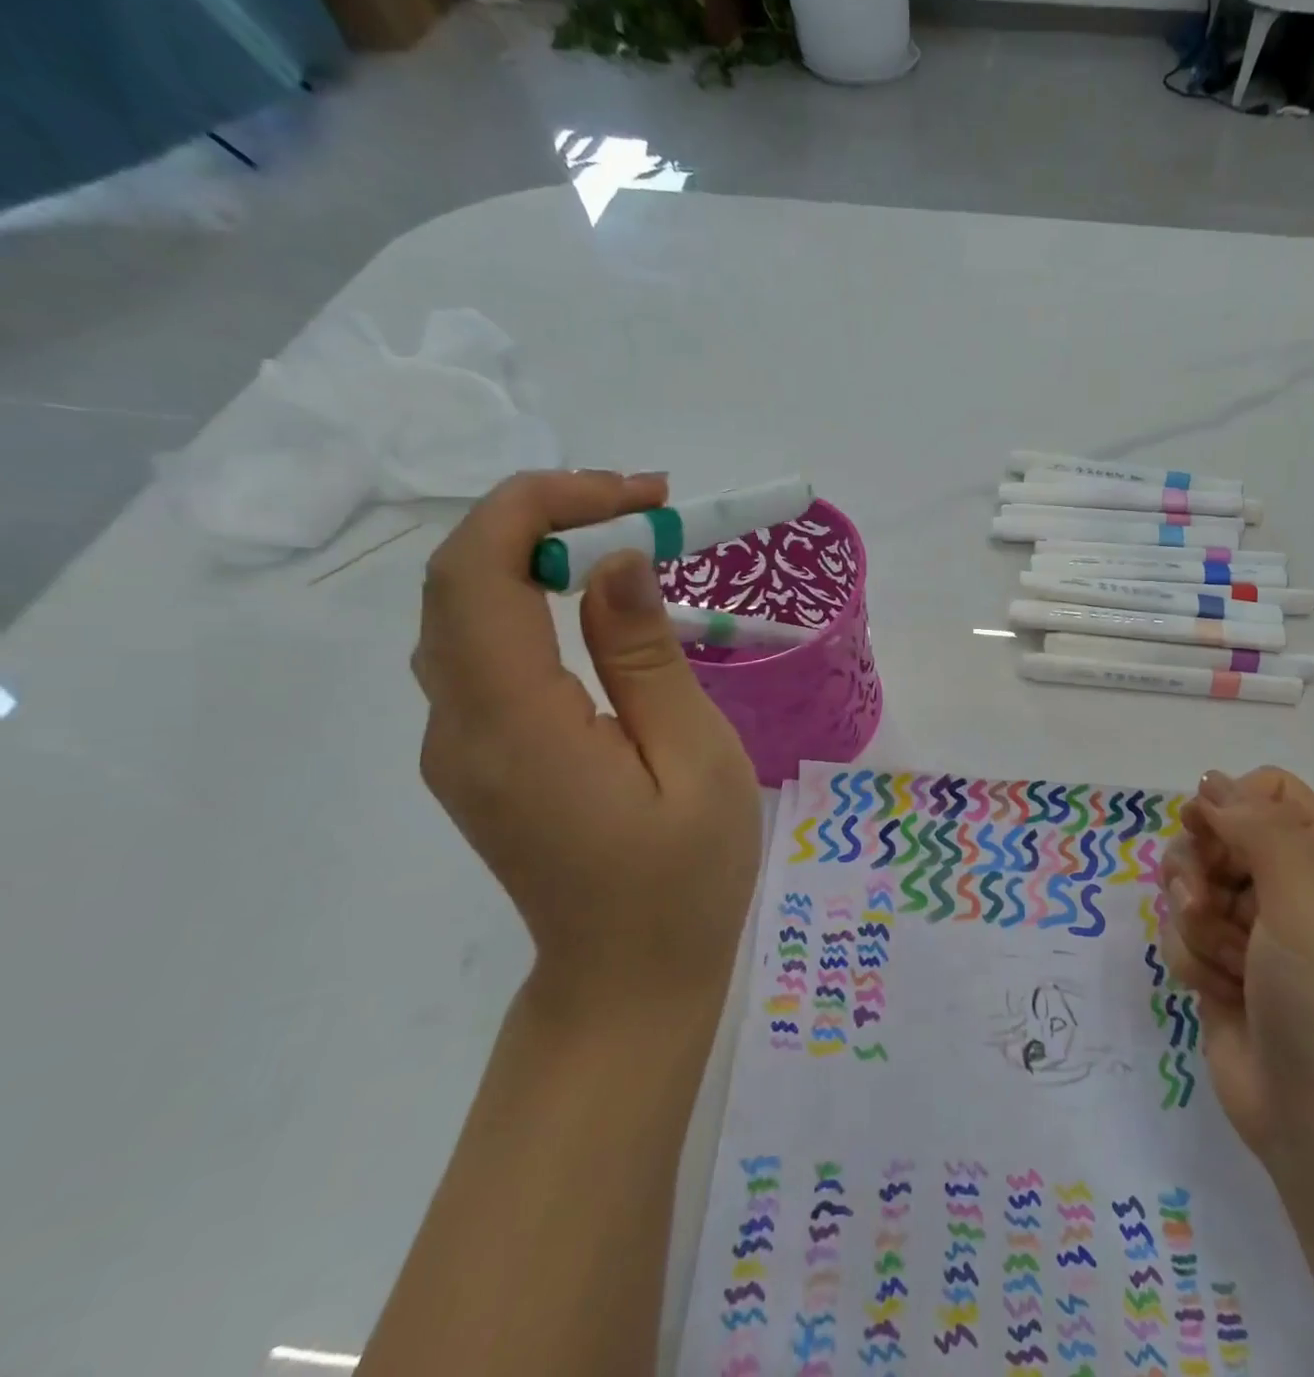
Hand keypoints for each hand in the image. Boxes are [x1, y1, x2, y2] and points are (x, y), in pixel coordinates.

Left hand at [412, 470, 761, 1018]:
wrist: (628, 979)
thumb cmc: (685, 878)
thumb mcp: (695, 760)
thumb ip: (646, 658)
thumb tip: (615, 561)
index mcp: (516, 728)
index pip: (480, 572)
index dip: (544, 505)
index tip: (638, 495)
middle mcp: (460, 727)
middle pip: (459, 579)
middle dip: (543, 516)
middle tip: (643, 507)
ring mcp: (458, 744)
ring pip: (462, 609)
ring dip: (534, 551)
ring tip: (628, 539)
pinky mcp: (478, 755)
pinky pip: (481, 650)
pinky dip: (528, 596)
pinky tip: (594, 600)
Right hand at [1160, 768, 1313, 1167]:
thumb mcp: (1304, 903)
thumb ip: (1258, 829)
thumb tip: (1210, 781)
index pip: (1268, 790)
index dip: (1230, 803)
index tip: (1206, 832)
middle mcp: (1291, 885)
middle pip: (1217, 831)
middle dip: (1201, 868)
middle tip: (1206, 903)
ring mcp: (1253, 926)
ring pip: (1190, 880)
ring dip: (1195, 920)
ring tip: (1224, 961)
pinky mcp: (1221, 961)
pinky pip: (1181, 929)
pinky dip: (1193, 958)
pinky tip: (1219, 992)